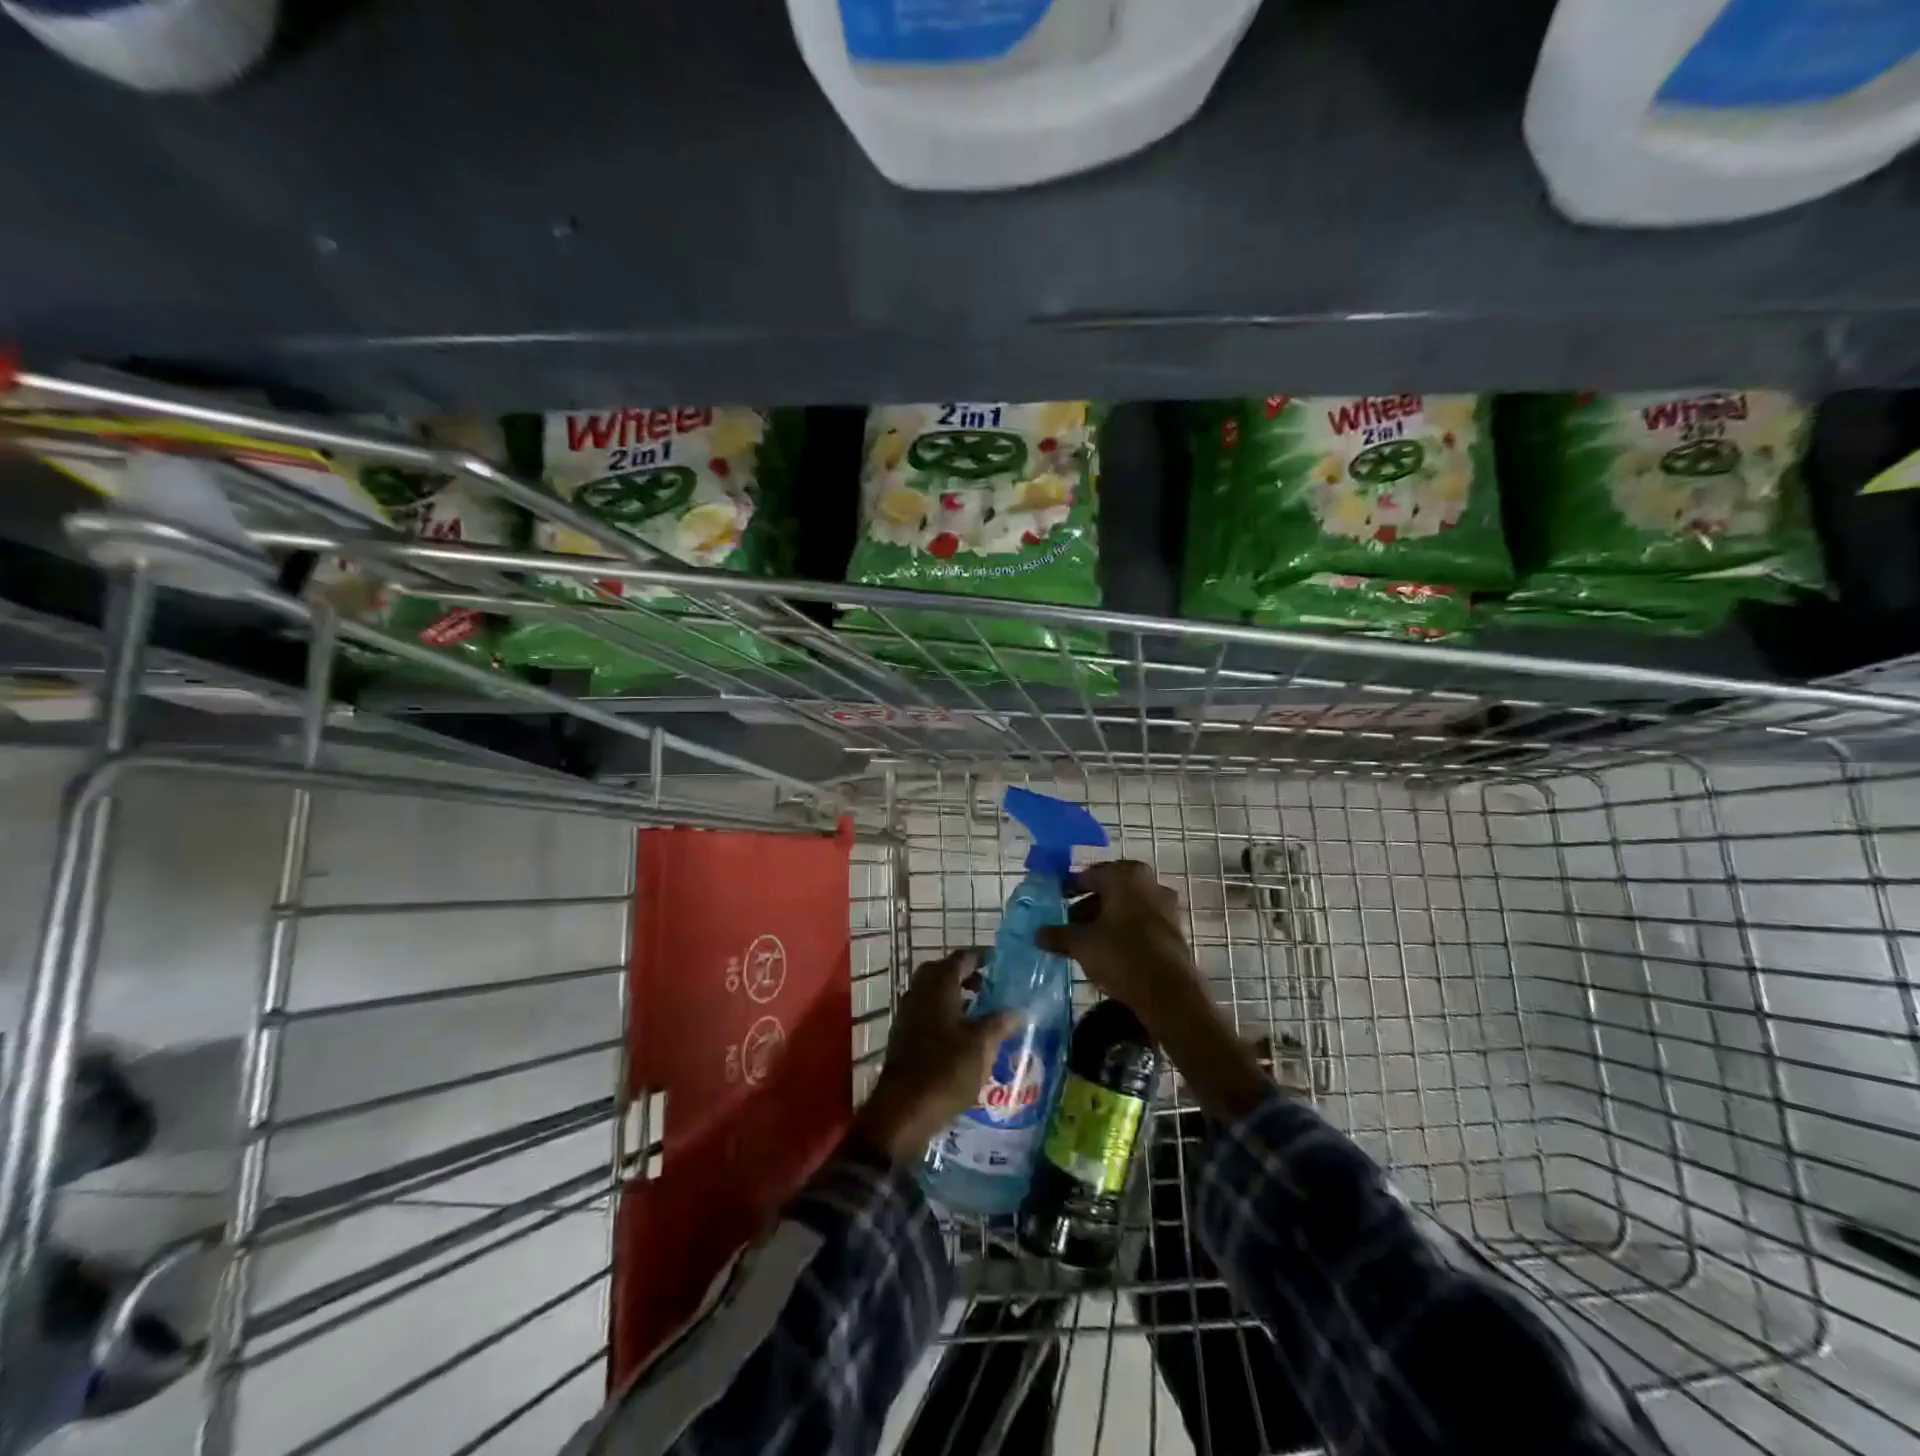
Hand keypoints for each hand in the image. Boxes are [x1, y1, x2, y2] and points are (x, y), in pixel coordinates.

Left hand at [851, 950, 1018, 1165]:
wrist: (903, 1110)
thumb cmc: (946, 1069)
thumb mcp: (982, 1045)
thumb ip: (999, 1023)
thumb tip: (1016, 1010)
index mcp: (938, 984)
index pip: (962, 958)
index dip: (982, 957)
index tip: (1002, 962)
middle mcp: (919, 991)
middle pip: (944, 972)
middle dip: (967, 975)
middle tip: (991, 985)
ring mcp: (907, 1013)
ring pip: (933, 992)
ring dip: (955, 995)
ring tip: (981, 1010)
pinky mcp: (904, 1035)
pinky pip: (927, 1012)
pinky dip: (945, 1013)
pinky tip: (962, 1034)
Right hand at [1035, 860, 1199, 1018]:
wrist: (1168, 993)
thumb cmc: (1121, 955)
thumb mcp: (1082, 944)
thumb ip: (1058, 935)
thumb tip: (1038, 934)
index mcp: (1125, 875)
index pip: (1089, 875)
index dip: (1069, 889)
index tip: (1055, 902)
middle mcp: (1149, 883)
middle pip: (1110, 890)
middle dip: (1087, 905)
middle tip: (1068, 923)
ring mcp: (1165, 906)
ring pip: (1126, 906)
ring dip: (1106, 919)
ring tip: (1085, 940)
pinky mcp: (1174, 929)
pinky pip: (1141, 922)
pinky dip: (1124, 931)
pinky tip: (1109, 950)